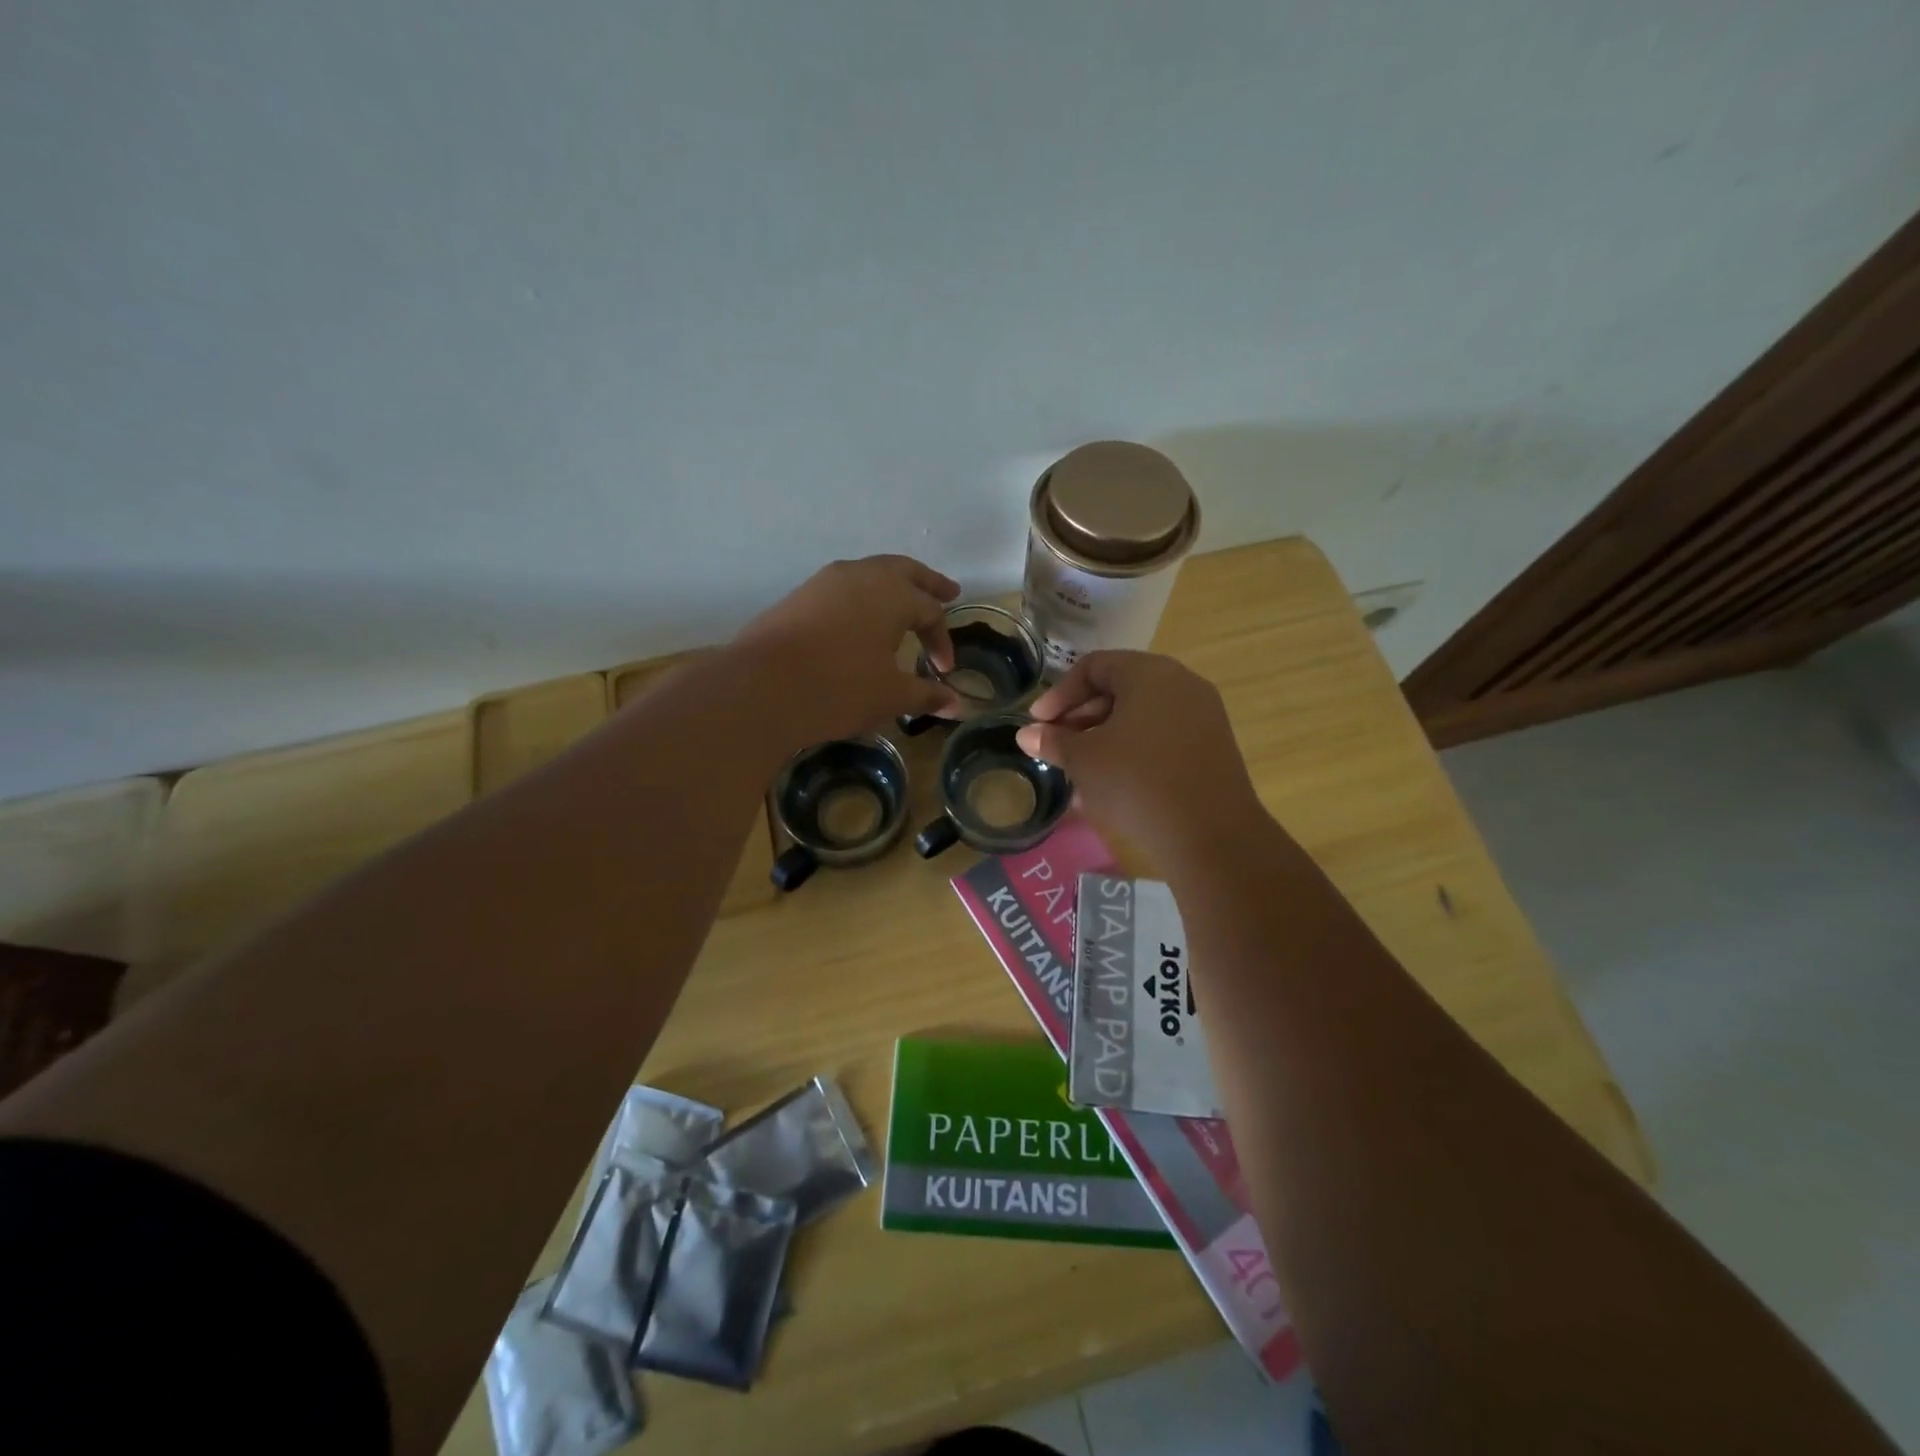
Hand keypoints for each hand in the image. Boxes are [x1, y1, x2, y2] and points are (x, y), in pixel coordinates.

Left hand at [732, 555, 962, 747]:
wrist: (761, 688)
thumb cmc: (839, 688)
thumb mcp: (890, 696)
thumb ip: (926, 695)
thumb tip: (958, 706)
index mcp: (893, 594)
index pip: (930, 612)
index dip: (942, 640)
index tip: (943, 670)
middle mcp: (862, 576)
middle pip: (905, 571)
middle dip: (928, 584)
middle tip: (948, 591)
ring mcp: (826, 581)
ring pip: (870, 573)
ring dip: (892, 585)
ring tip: (901, 601)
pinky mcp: (799, 595)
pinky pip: (843, 587)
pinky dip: (862, 596)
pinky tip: (858, 617)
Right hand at [1016, 651, 1266, 854]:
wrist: (1210, 834)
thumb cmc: (1136, 782)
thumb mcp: (1084, 760)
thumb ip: (1054, 741)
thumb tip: (1027, 735)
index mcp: (1149, 673)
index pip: (1093, 667)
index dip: (1059, 694)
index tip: (1037, 724)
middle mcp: (1181, 684)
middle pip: (1120, 689)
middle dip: (1081, 717)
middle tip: (1056, 746)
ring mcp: (1203, 715)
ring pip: (1141, 716)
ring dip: (1104, 738)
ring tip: (1080, 771)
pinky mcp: (1213, 747)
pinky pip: (1163, 737)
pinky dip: (1133, 752)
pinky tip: (1112, 785)